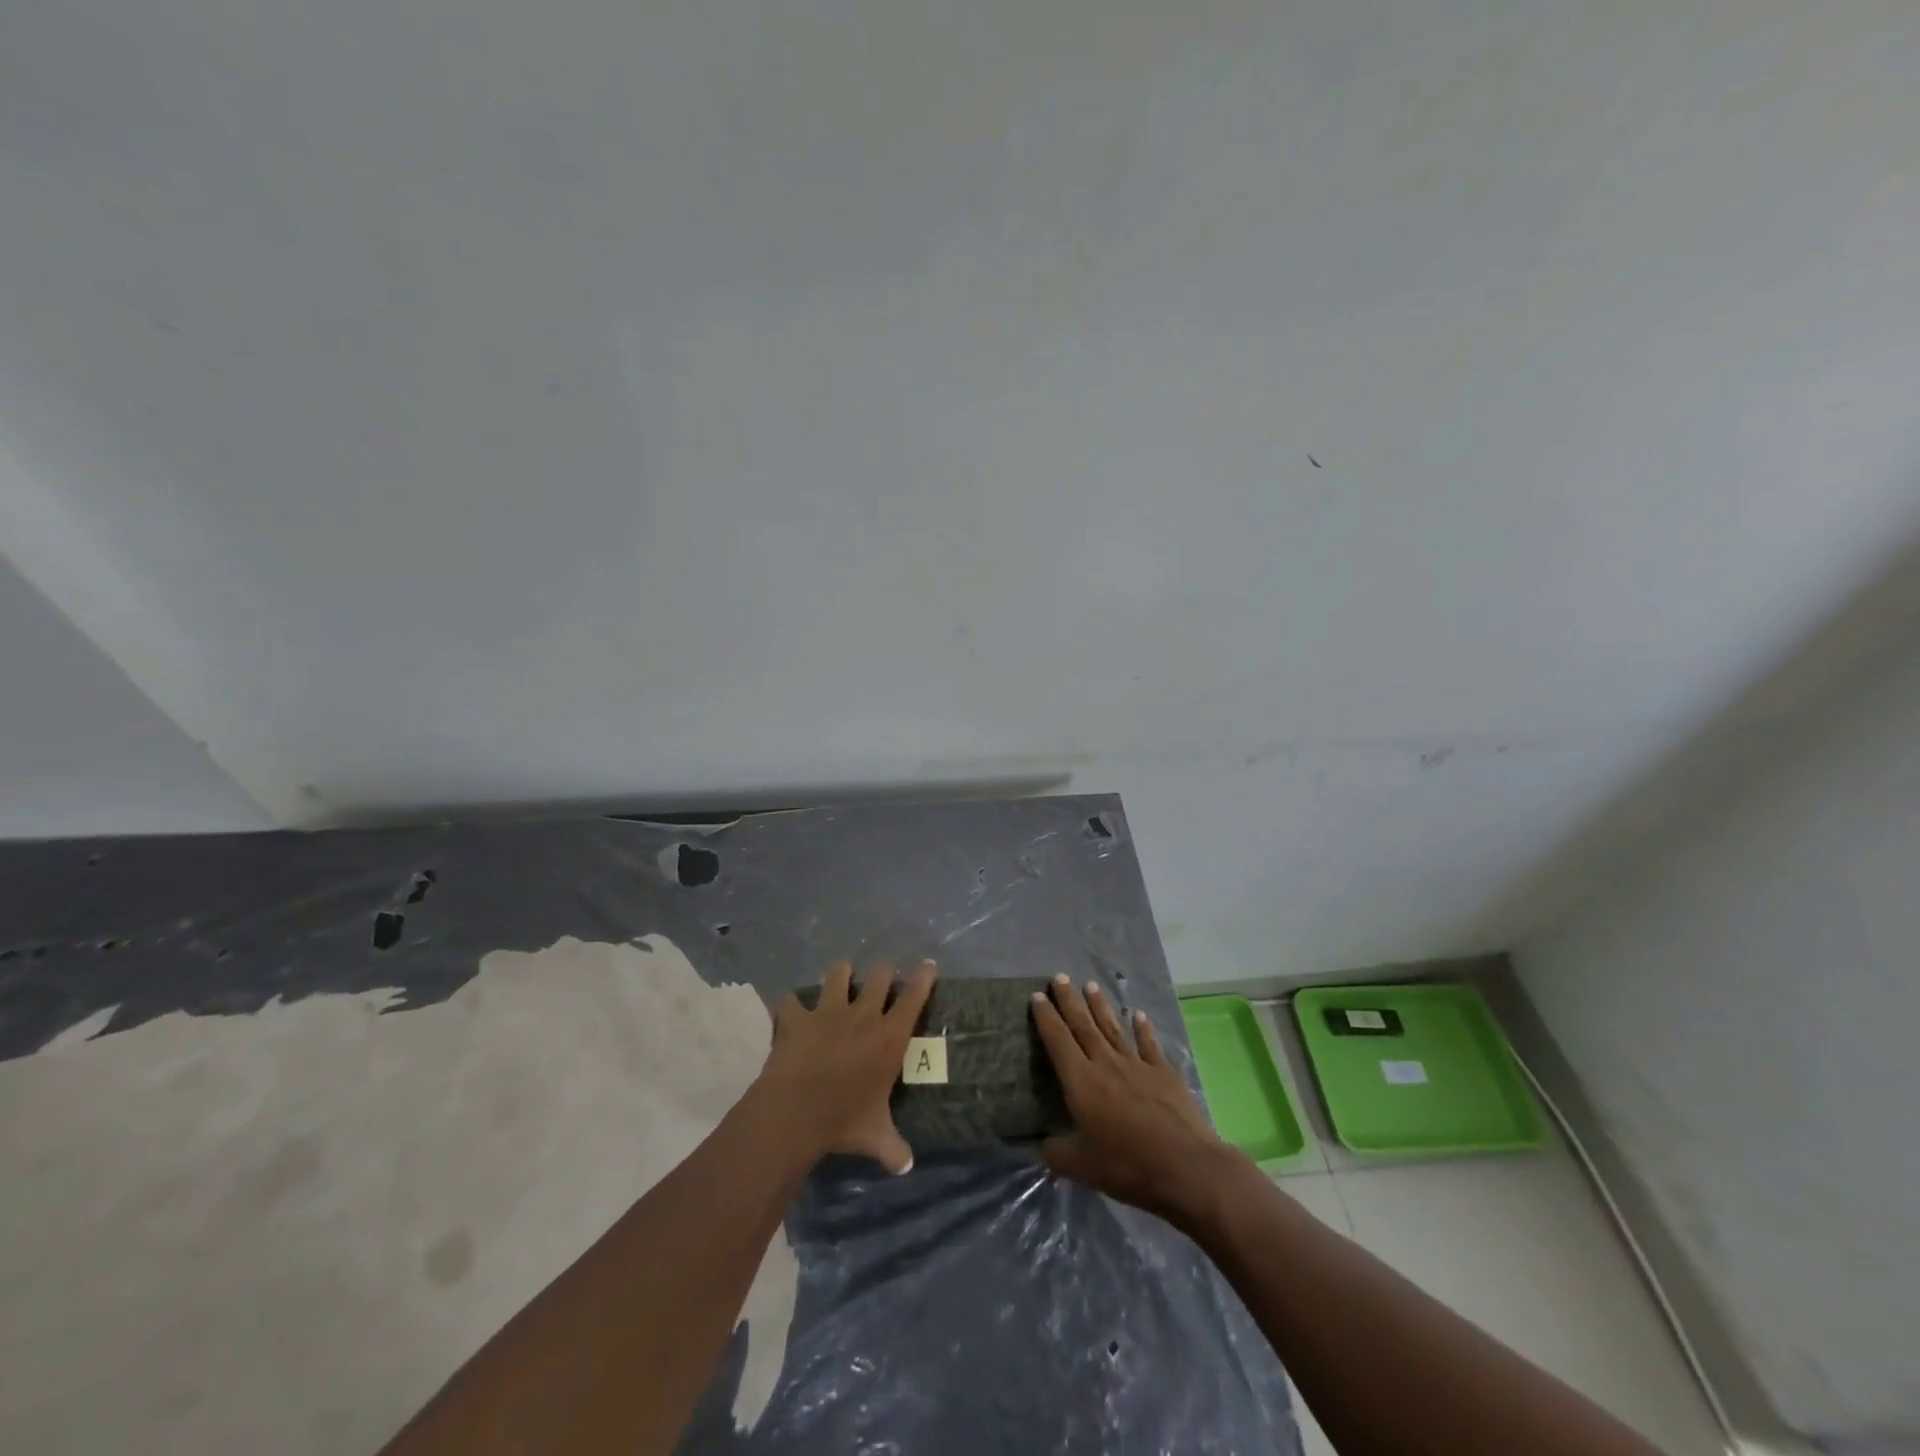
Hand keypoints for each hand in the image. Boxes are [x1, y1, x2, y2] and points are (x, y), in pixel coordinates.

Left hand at [757, 959, 935, 1174]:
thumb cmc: (843, 1121)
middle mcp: (863, 1015)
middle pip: (879, 976)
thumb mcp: (875, 1137)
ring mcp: (828, 1012)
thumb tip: (907, 1166)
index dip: (923, 978)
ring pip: (838, 974)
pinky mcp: (798, 1018)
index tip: (928, 966)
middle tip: (883, 976)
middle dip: (883, 972)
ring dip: (840, 974)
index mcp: (889, 1037)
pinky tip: (789, 1010)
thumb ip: (894, 1148)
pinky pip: (791, 1001)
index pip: (914, 997)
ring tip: (841, 976)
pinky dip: (790, 1005)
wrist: (795, 1113)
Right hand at [1032, 975, 1236, 1222]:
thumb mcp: (1081, 1167)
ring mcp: (1137, 1065)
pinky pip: (1149, 1045)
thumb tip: (1043, 1145)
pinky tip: (1139, 1015)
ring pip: (1113, 1028)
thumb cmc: (1127, 1165)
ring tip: (1090, 985)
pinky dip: (1143, 1029)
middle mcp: (1106, 1064)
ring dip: (1101, 1006)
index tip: (1038, 996)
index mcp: (1081, 1081)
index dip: (1046, 1018)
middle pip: (1083, 1025)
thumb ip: (1057, 1153)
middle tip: (1060, 977)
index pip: (1058, 1041)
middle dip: (1069, 1000)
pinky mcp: (1164, 1073)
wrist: (1184, 1167)